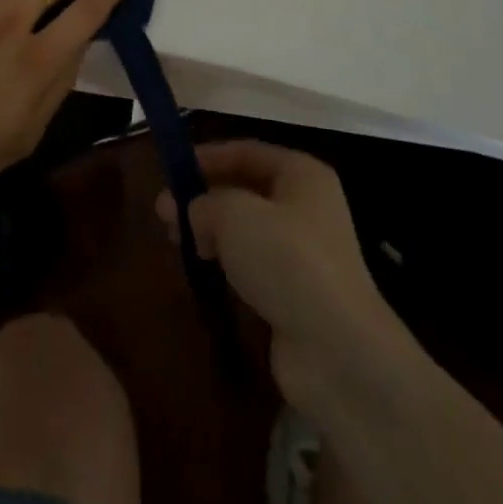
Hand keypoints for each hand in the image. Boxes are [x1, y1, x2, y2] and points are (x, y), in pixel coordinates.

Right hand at [157, 141, 426, 415]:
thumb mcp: (234, 214)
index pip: (246, 151)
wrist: (338, 352)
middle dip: (204, 197)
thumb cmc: (287, 261)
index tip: (171, 169)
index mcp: (301, 174)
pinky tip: (205, 270)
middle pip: (245, 189)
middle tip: (164, 213)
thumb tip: (193, 212)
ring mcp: (305, 252)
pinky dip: (228, 263)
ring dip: (212, 231)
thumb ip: (205, 202)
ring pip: (247, 228)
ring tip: (176, 242)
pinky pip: (254, 264)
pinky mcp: (297, 292)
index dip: (207, 156)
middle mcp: (307, 206)